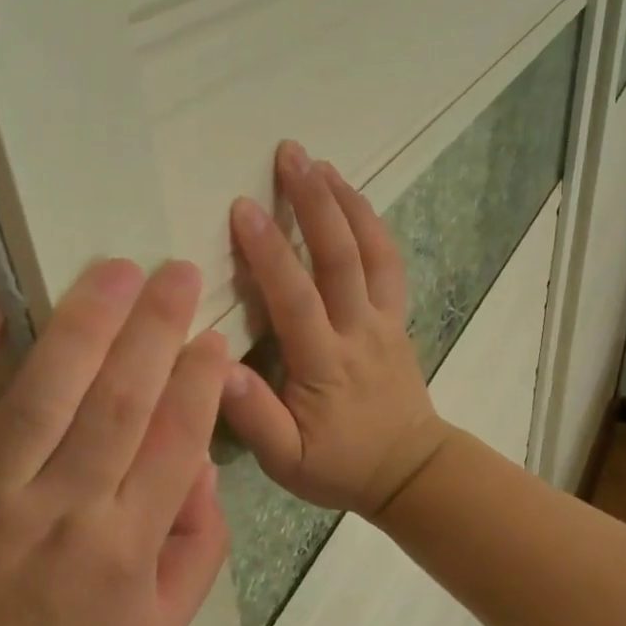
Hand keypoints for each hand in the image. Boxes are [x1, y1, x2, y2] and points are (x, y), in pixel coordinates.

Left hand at [0, 260, 232, 625]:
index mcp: (122, 549)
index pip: (175, 445)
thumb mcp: (159, 623)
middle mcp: (59, 512)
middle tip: (178, 273)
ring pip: (42, 395)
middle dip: (156, 331)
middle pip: (118, 406)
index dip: (200, 383)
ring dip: (82, 326)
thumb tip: (205, 460)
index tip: (215, 334)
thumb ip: (202, 545)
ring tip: (116, 272)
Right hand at [223, 140, 451, 517]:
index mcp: (325, 363)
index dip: (269, 250)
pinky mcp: (398, 319)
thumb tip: (215, 368)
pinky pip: (390, 265)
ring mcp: (384, 321)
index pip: (295, 297)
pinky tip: (355, 200)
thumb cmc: (340, 466)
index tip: (243, 207)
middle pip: (340, 256)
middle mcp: (359, 330)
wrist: (410, 471)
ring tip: (322, 162)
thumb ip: (253, 418)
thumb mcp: (287, 462)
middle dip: (314, 201)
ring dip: (347, 203)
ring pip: (372, 252)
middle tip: (290, 154)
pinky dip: (374, 227)